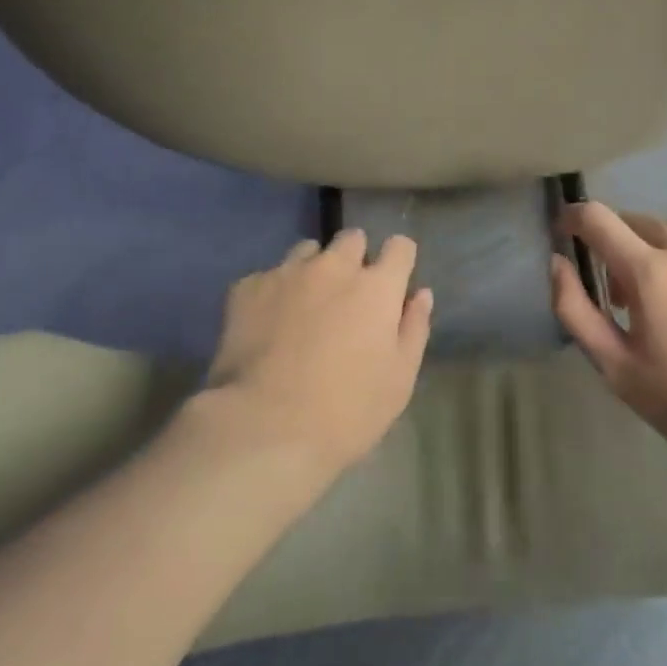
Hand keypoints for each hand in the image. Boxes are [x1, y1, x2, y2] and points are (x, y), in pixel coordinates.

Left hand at [195, 229, 433, 474]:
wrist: (264, 427)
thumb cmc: (346, 411)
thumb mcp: (399, 380)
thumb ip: (413, 329)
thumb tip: (420, 294)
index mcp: (376, 288)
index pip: (400, 247)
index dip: (399, 260)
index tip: (393, 282)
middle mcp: (333, 267)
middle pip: (351, 238)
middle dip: (355, 258)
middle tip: (349, 296)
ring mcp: (286, 273)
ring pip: (307, 251)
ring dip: (314, 268)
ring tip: (305, 305)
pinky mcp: (246, 288)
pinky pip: (268, 276)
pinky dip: (274, 292)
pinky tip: (267, 325)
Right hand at [550, 202, 666, 457]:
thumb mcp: (618, 369)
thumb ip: (576, 310)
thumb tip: (556, 263)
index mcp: (651, 272)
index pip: (598, 218)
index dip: (573, 217)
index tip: (564, 230)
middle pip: (637, 220)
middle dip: (615, 242)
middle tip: (618, 291)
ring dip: (654, 249)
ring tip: (662, 296)